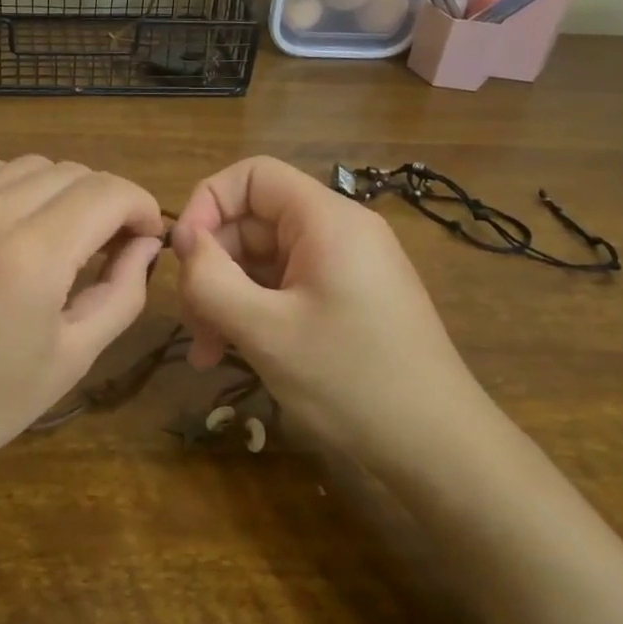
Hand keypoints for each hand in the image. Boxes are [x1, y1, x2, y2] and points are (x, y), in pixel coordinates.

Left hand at [0, 155, 164, 495]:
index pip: (107, 191)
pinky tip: (13, 225)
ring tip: (63, 237)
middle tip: (112, 246)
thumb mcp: (71, 358)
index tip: (148, 237)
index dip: (141, 206)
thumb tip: (145, 246)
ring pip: (29, 164)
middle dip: (106, 201)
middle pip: (71, 171)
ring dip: (61, 191)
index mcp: (32, 256)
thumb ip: (121, 293)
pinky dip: (13, 184)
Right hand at [169, 156, 488, 461]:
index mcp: (326, 219)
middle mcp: (338, 230)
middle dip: (214, 267)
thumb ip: (211, 279)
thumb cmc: (350, 381)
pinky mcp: (348, 297)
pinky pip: (286, 285)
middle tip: (193, 326)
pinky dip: (255, 311)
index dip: (208, 202)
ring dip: (228, 297)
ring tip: (209, 352)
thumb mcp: (265, 331)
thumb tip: (183, 240)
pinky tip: (235, 352)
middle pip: (253, 221)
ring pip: (264, 259)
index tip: (184, 255)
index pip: (252, 175)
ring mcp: (345, 265)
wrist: (440, 448)